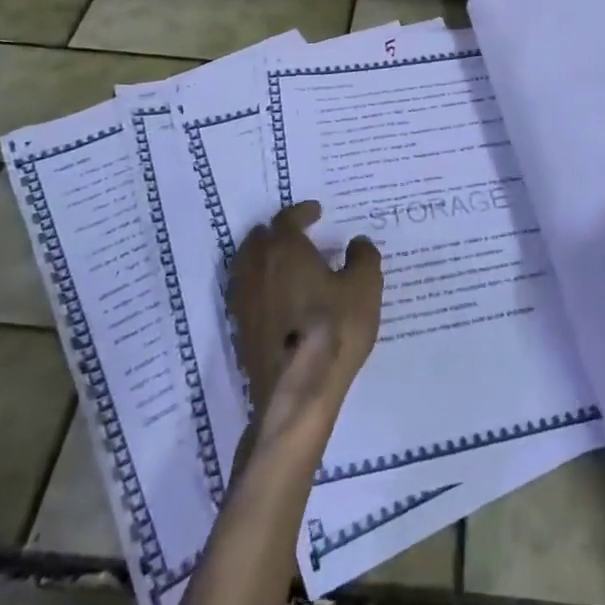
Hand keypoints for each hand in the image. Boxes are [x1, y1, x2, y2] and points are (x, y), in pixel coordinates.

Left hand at [227, 201, 382, 449]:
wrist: (297, 391)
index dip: (302, 212)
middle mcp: (256, 268)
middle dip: (277, 232)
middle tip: (298, 236)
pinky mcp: (240, 330)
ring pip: (247, 266)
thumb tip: (357, 243)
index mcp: (284, 249)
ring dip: (264, 258)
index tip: (316, 212)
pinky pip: (246, 294)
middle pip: (259, 239)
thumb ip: (363, 257)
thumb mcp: (364, 288)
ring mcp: (243, 301)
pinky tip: (277, 299)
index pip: (287, 219)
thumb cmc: (333, 329)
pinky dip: (260, 286)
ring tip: (286, 265)